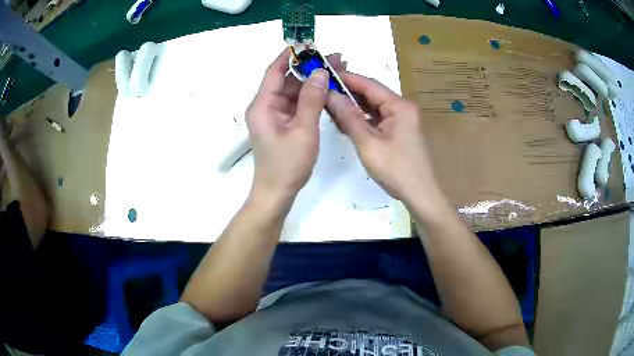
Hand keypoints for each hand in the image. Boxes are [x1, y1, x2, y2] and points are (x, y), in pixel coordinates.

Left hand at [245, 49, 338, 206]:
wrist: (277, 193)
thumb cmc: (288, 164)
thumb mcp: (303, 130)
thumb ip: (311, 99)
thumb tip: (320, 72)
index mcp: (263, 105)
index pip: (275, 71)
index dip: (292, 55)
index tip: (311, 44)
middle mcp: (265, 106)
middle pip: (287, 79)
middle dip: (310, 68)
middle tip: (336, 58)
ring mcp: (273, 115)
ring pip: (293, 91)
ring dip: (313, 81)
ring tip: (338, 70)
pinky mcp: (281, 123)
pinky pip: (296, 103)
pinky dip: (310, 96)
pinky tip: (328, 89)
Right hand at [326, 72, 447, 210]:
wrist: (420, 194)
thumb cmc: (395, 169)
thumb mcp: (368, 143)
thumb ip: (348, 117)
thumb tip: (330, 95)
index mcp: (399, 106)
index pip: (369, 84)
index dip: (346, 78)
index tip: (324, 74)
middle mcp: (403, 107)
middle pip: (372, 94)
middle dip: (348, 92)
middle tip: (323, 91)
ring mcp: (403, 119)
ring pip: (374, 106)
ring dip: (354, 106)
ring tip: (330, 105)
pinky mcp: (400, 130)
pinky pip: (378, 118)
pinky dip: (363, 118)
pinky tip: (347, 121)